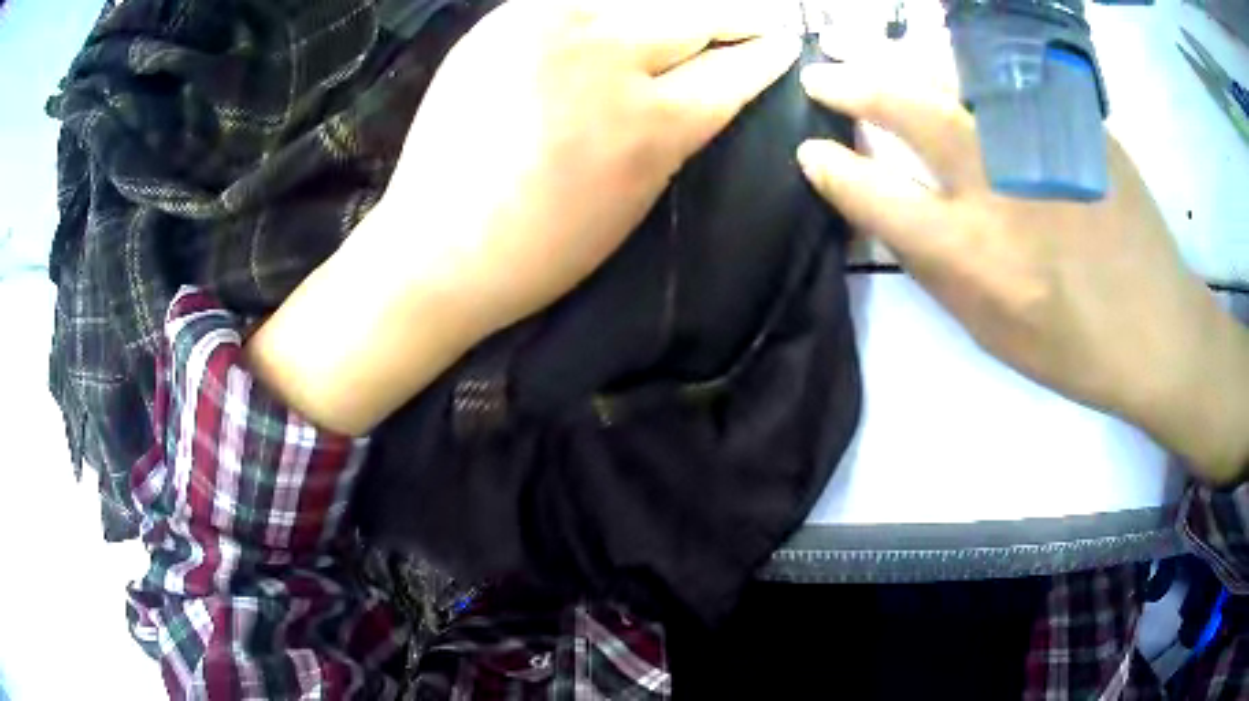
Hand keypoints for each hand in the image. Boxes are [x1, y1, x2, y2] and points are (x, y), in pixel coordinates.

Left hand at [354, 0, 799, 335]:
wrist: (438, 247)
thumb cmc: (542, 249)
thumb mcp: (636, 199)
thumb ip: (674, 131)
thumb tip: (700, 86)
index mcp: (653, 124)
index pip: (734, 71)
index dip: (766, 56)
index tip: (784, 43)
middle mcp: (611, 59)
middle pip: (697, 17)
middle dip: (738, 18)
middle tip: (758, 17)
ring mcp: (552, 29)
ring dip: (681, 6)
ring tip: (698, 14)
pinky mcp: (506, 20)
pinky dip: (615, 4)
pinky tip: (628, 11)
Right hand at [796, 62, 1248, 482]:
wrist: (1156, 326)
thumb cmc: (1072, 346)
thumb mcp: (989, 329)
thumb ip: (934, 265)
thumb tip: (887, 211)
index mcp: (972, 252)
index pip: (874, 193)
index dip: (831, 169)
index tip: (809, 151)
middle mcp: (1000, 183)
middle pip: (907, 107)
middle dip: (851, 86)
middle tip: (824, 77)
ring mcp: (1041, 140)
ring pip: (953, 73)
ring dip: (903, 65)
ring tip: (882, 66)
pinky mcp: (1074, 120)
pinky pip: (1003, 76)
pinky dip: (965, 71)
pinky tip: (957, 78)